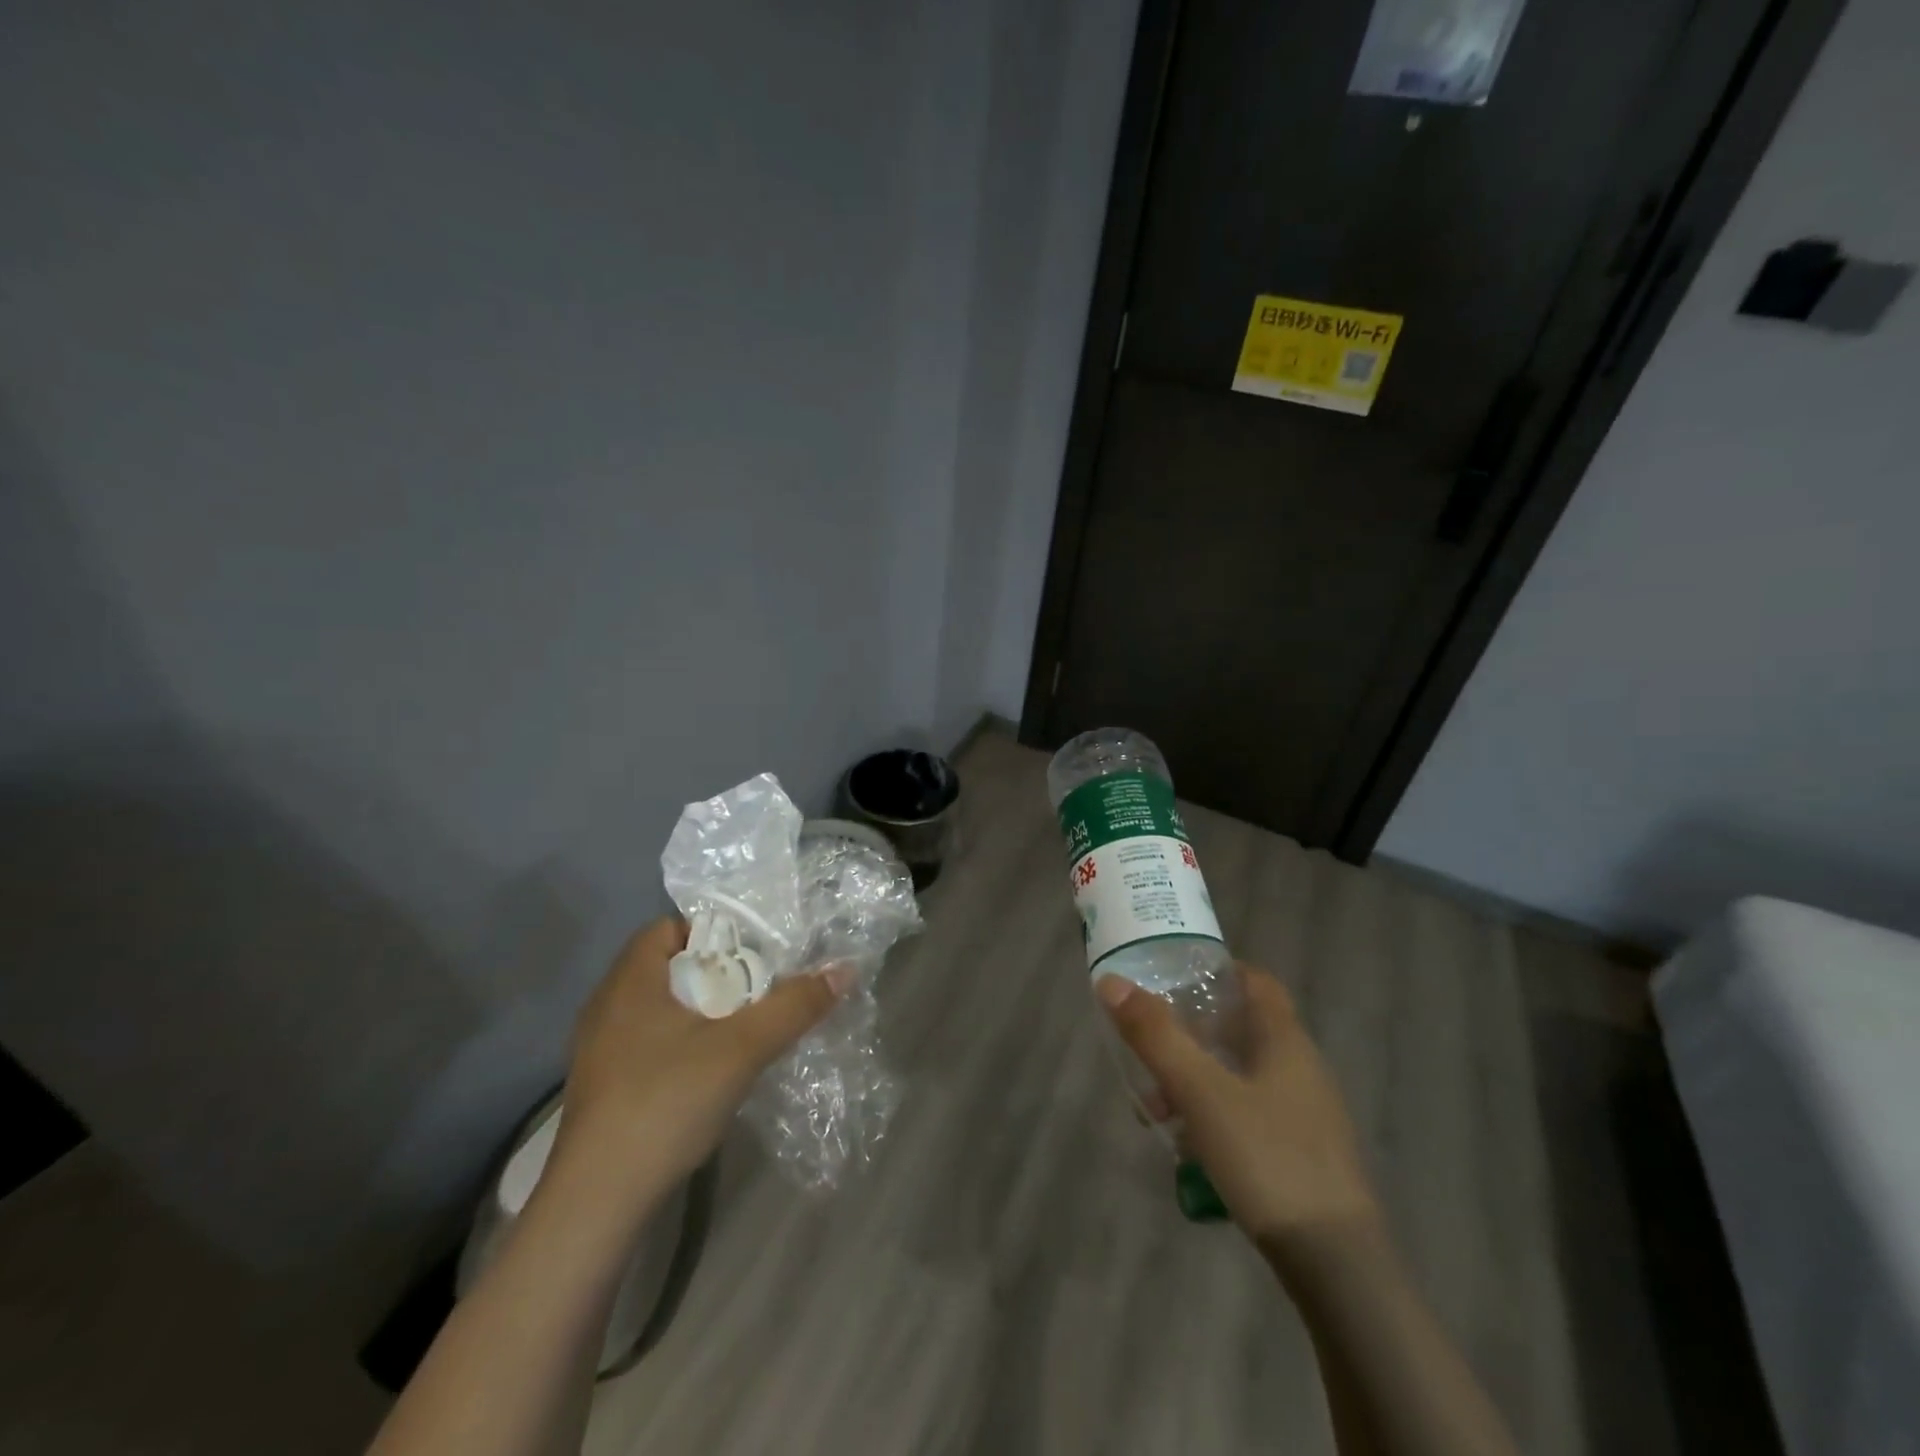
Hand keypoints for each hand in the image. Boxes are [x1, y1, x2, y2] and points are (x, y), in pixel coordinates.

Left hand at [549, 918, 850, 1208]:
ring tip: (746, 1027)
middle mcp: (607, 1006)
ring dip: (704, 1012)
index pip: (669, 927)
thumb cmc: (665, 1103)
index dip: (714, 930)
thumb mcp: (742, 1049)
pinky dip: (685, 1044)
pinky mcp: (605, 1088)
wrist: (596, 1205)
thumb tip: (844, 969)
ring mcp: (601, 1051)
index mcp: (629, 982)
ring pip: (662, 1010)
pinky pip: (651, 1044)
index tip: (755, 952)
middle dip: (718, 973)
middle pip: (670, 968)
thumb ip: (794, 1006)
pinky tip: (713, 1070)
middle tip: (761, 988)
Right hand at [1098, 966, 1380, 1254]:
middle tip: (1150, 1043)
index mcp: (1285, 1040)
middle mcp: (1301, 1068)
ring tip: (1156, 1108)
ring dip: (1198, 1078)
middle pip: (1242, 1028)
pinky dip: (1216, 1113)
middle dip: (1193, 1031)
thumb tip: (1111, 982)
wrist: (1336, 1264)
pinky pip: (1251, 1113)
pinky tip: (1190, 1147)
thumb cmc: (1267, 1157)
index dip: (1217, 970)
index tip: (1174, 976)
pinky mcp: (1303, 1154)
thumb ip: (1156, 1036)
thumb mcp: (1200, 1092)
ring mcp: (1306, 1114)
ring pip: (1242, 1074)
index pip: (1256, 981)